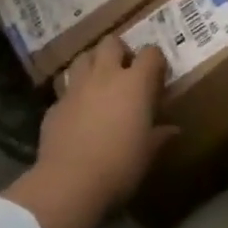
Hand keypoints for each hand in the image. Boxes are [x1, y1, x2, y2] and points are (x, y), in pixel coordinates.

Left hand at [3, 36, 176, 227]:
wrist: (69, 184)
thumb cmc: (120, 165)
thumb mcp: (148, 153)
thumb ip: (160, 136)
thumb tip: (173, 130)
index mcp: (135, 83)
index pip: (150, 53)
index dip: (155, 60)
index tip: (157, 75)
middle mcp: (105, 76)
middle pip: (111, 43)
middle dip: (119, 51)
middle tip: (124, 71)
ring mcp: (76, 88)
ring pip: (83, 58)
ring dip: (92, 64)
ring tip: (98, 83)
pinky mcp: (54, 106)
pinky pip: (65, 89)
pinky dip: (73, 95)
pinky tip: (76, 113)